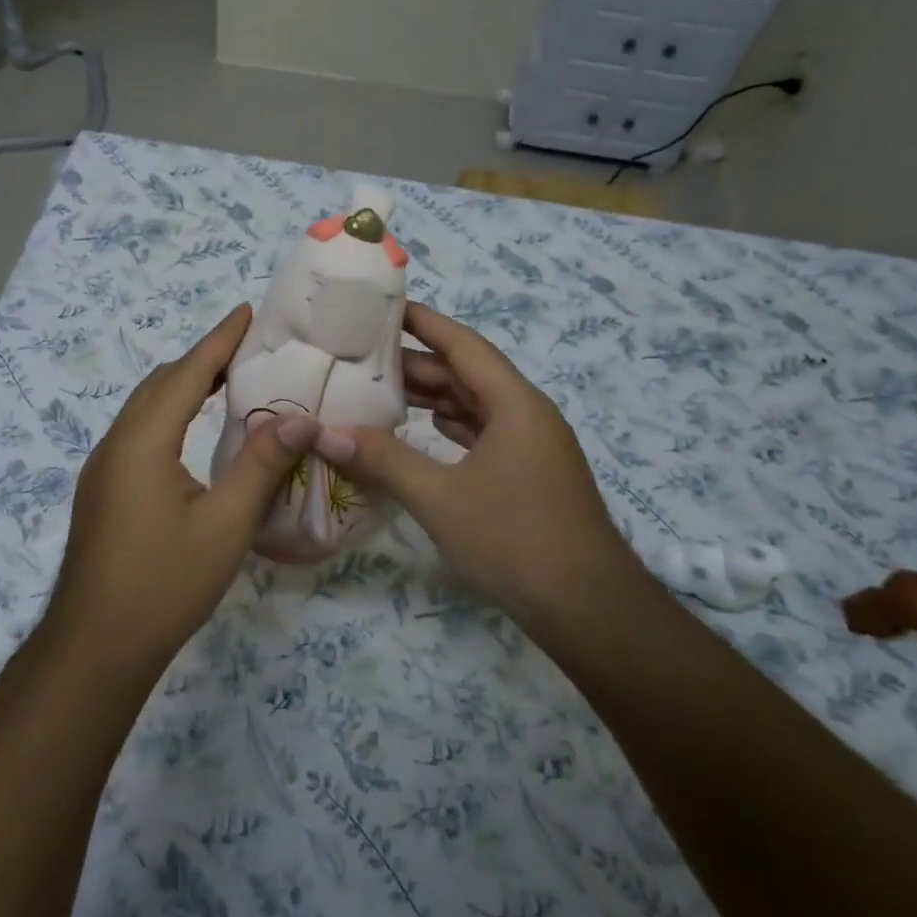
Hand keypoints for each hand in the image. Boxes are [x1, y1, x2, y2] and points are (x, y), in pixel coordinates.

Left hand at [46, 305, 312, 673]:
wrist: (95, 648)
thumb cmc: (164, 584)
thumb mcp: (226, 524)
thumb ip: (262, 464)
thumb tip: (300, 417)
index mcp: (143, 440)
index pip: (187, 372)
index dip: (220, 340)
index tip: (247, 312)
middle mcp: (116, 443)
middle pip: (161, 382)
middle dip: (202, 358)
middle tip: (247, 348)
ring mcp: (103, 468)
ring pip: (146, 407)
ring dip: (184, 386)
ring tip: (227, 381)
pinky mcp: (102, 491)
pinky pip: (139, 431)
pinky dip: (170, 413)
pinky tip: (192, 433)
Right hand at [312, 301, 643, 628]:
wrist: (590, 611)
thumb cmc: (516, 540)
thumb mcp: (440, 498)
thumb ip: (383, 460)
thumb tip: (326, 433)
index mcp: (514, 403)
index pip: (463, 344)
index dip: (423, 322)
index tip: (384, 306)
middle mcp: (527, 414)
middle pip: (466, 374)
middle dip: (416, 364)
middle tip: (362, 356)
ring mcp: (531, 446)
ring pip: (474, 405)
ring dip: (432, 397)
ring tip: (379, 390)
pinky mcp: (529, 474)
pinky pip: (483, 433)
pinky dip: (449, 427)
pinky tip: (421, 430)